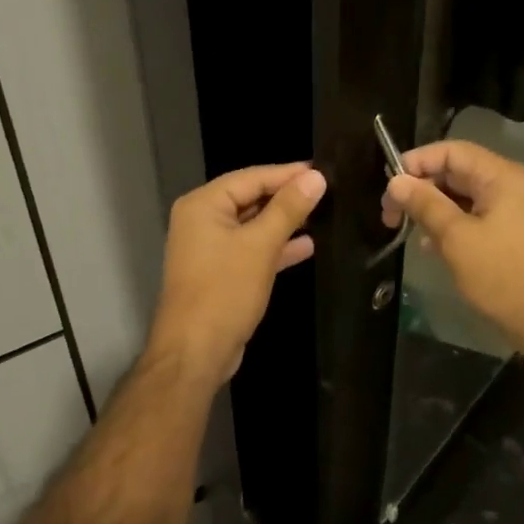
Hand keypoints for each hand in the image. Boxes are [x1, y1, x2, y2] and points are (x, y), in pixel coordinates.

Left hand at [146, 162, 326, 388]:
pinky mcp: (221, 271)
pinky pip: (251, 248)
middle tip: (328, 190)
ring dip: (284, 221)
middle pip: (251, 197)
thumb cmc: (224, 291)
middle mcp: (202, 220)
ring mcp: (210, 247)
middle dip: (287, 196)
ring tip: (323, 213)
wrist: (195, 353)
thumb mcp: (261, 246)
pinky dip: (275, 246)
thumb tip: (316, 177)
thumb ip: (289, 208)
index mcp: (203, 204)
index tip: (325, 170)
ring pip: (253, 224)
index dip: (288, 173)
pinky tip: (307, 245)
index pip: (252, 177)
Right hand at [381, 140, 523, 355]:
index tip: (389, 186)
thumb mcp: (456, 238)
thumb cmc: (502, 275)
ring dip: (431, 208)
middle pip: (455, 171)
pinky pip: (471, 216)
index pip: (451, 151)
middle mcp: (507, 185)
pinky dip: (448, 225)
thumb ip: (425, 204)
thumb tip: (396, 181)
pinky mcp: (508, 233)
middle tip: (390, 213)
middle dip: (420, 188)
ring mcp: (510, 209)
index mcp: (500, 176)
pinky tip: (429, 245)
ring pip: (460, 196)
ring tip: (404, 229)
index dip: (417, 162)